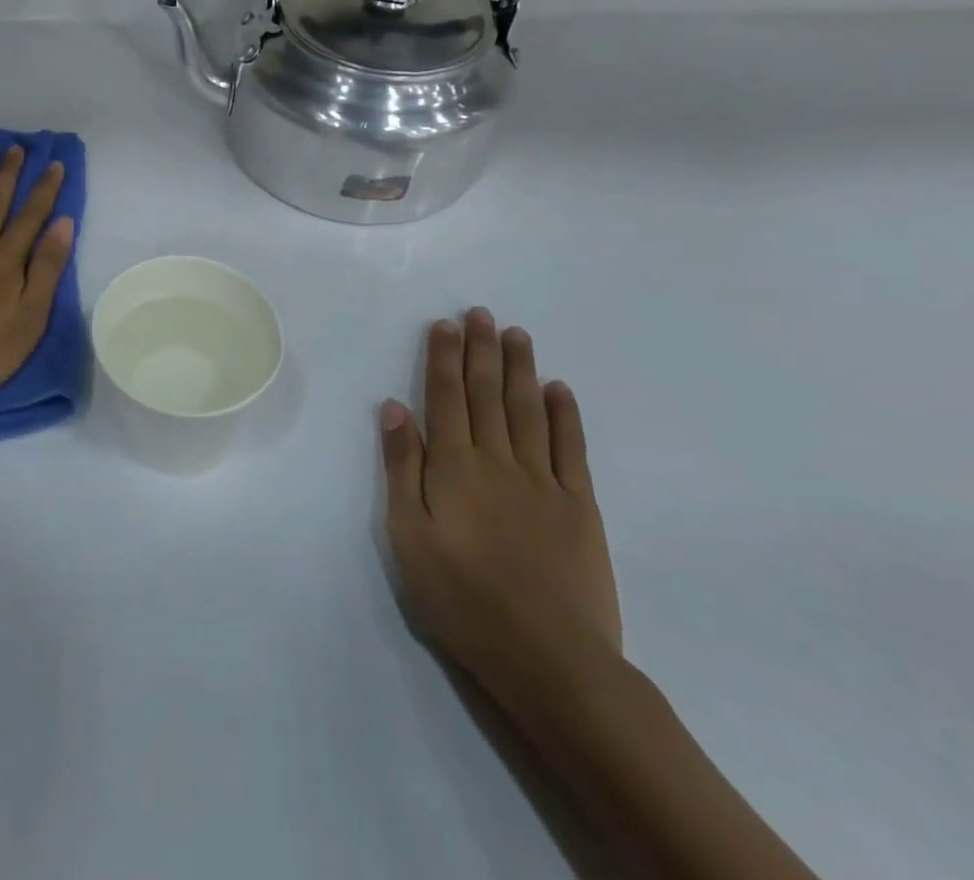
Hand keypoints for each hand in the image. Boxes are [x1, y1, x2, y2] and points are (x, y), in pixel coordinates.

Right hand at [380, 309, 620, 712]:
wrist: (550, 660)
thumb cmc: (461, 597)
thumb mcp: (408, 535)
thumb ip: (401, 467)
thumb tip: (393, 408)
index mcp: (453, 466)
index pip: (444, 397)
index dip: (443, 358)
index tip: (445, 324)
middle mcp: (497, 460)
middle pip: (487, 394)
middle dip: (481, 350)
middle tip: (480, 313)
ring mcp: (543, 482)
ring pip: (528, 411)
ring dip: (520, 369)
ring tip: (516, 334)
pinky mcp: (580, 507)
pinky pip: (572, 450)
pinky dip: (566, 415)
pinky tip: (560, 389)